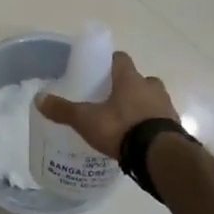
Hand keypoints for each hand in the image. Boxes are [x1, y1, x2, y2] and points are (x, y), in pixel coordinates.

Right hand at [36, 51, 178, 158]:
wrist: (160, 155)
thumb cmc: (121, 128)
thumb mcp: (87, 120)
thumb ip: (64, 110)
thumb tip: (38, 98)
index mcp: (130, 79)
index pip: (121, 59)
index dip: (110, 63)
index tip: (100, 72)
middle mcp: (151, 87)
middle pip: (139, 80)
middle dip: (127, 87)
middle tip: (111, 100)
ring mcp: (166, 106)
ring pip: (152, 99)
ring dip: (141, 106)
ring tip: (125, 122)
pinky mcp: (174, 126)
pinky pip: (160, 120)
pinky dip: (151, 125)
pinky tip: (138, 139)